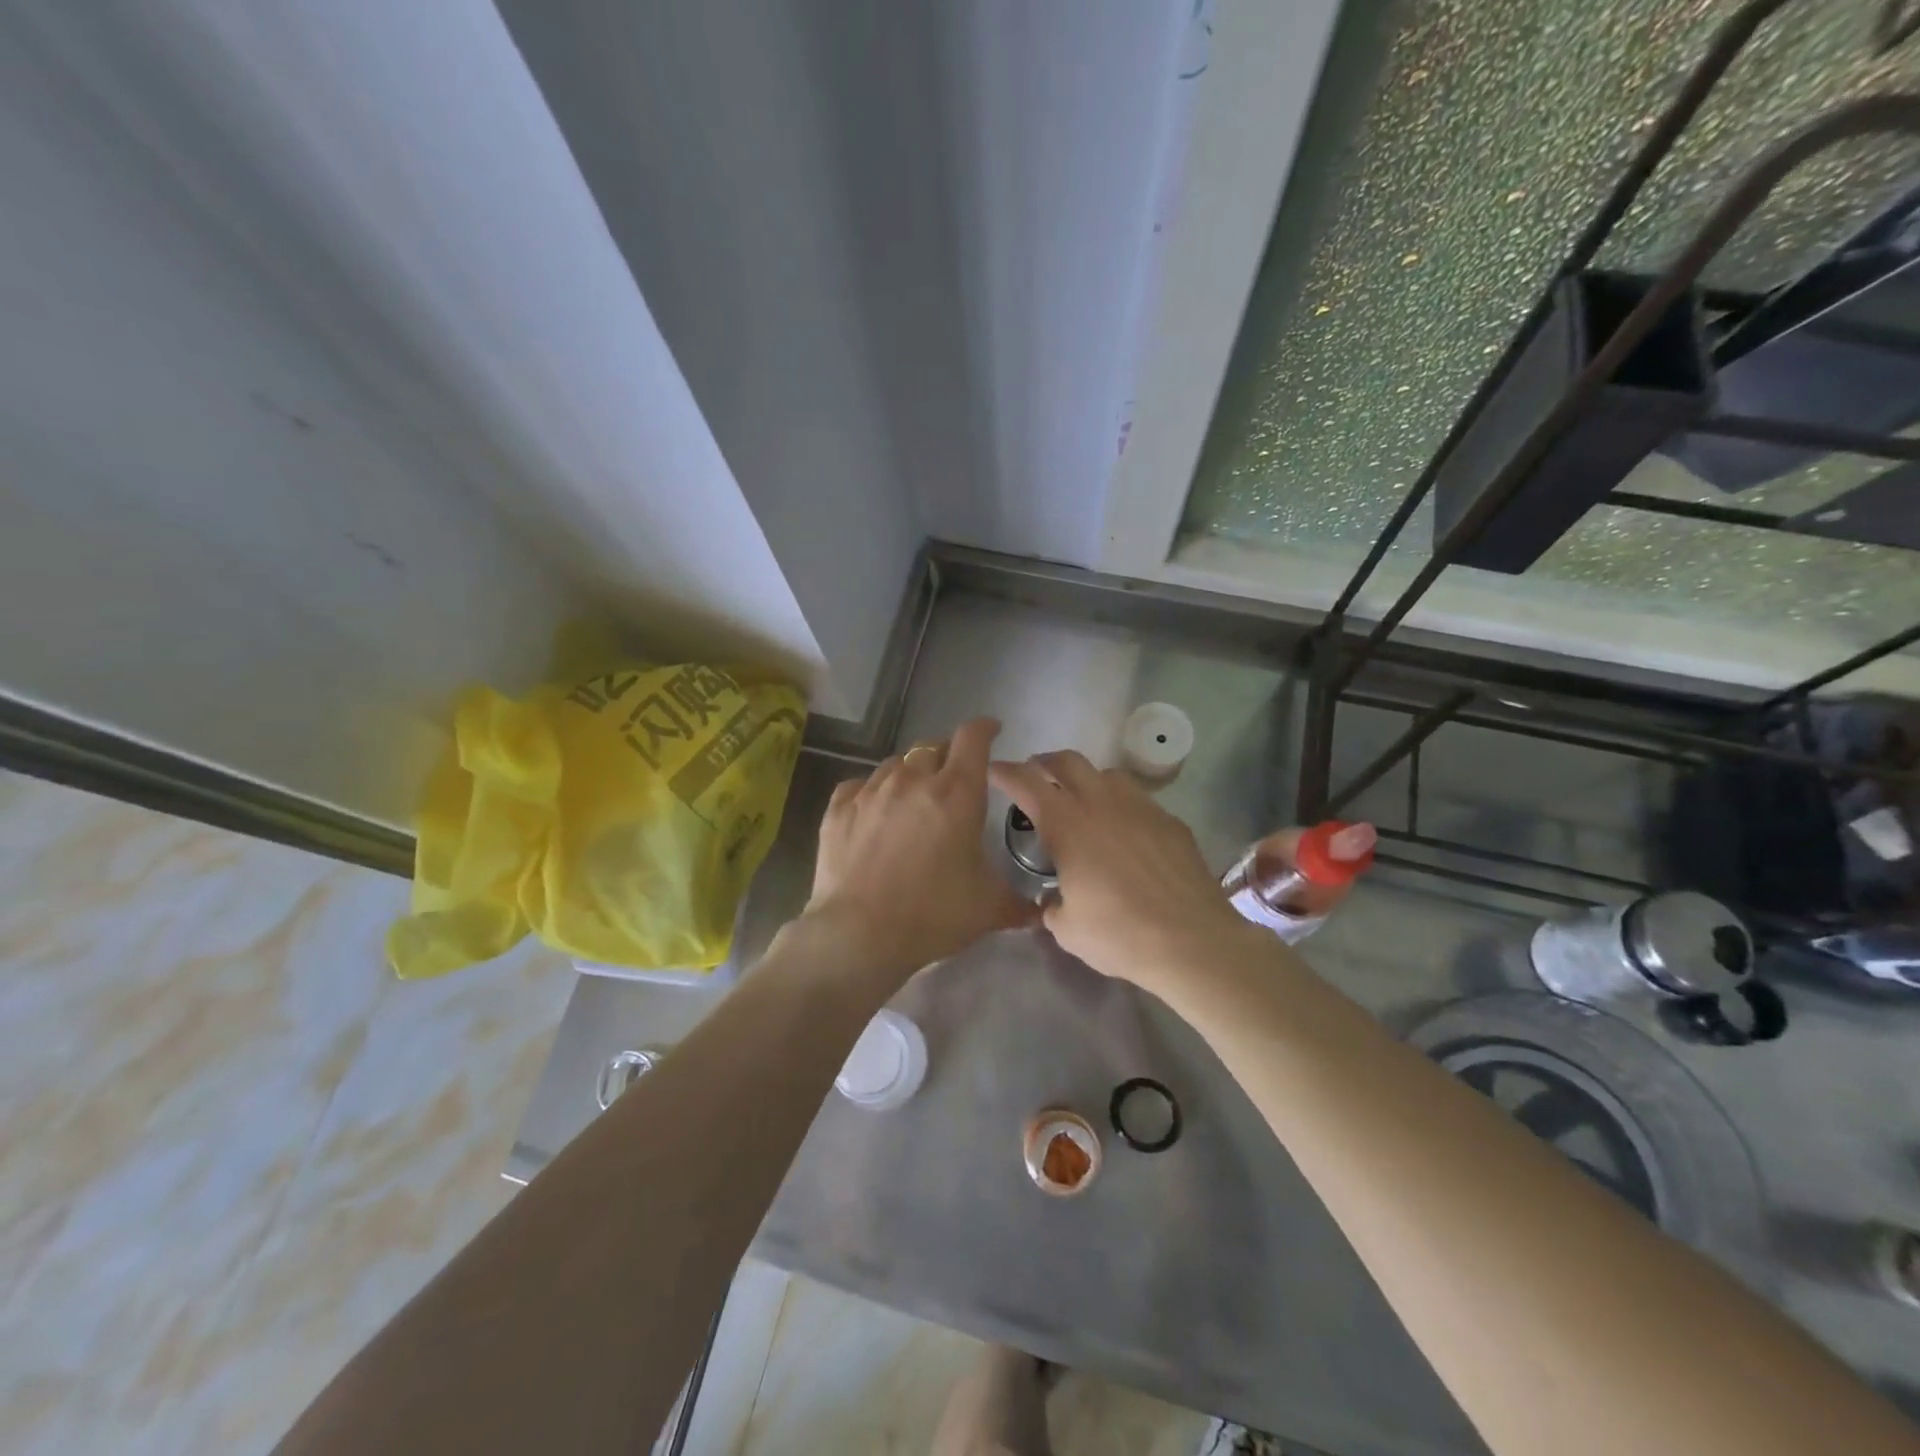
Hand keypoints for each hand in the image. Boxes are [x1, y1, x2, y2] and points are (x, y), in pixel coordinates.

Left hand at [800, 718, 1036, 987]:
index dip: (985, 729)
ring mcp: (871, 791)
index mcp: (957, 792)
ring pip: (895, 764)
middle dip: (947, 755)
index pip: (973, 738)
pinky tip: (874, 810)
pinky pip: (859, 785)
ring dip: (910, 773)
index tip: (992, 731)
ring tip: (914, 796)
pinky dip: (872, 791)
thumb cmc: (933, 914)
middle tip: (953, 778)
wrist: (859, 934)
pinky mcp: (839, 808)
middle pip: (933, 747)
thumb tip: (1040, 913)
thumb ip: (1018, 904)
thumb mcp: (988, 909)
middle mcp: (913, 780)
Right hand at [988, 750, 1264, 999]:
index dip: (1006, 772)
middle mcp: (1101, 804)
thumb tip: (1052, 900)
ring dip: (1087, 779)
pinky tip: (1125, 831)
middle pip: (1068, 761)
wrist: (1192, 941)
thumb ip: (1051, 907)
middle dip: (1045, 762)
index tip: (994, 770)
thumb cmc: (1119, 935)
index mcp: (1067, 825)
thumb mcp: (1068, 929)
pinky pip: (1139, 799)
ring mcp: (1141, 808)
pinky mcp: (1170, 821)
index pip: (1027, 782)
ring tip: (1083, 800)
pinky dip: (1122, 804)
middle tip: (1036, 774)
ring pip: (1108, 773)